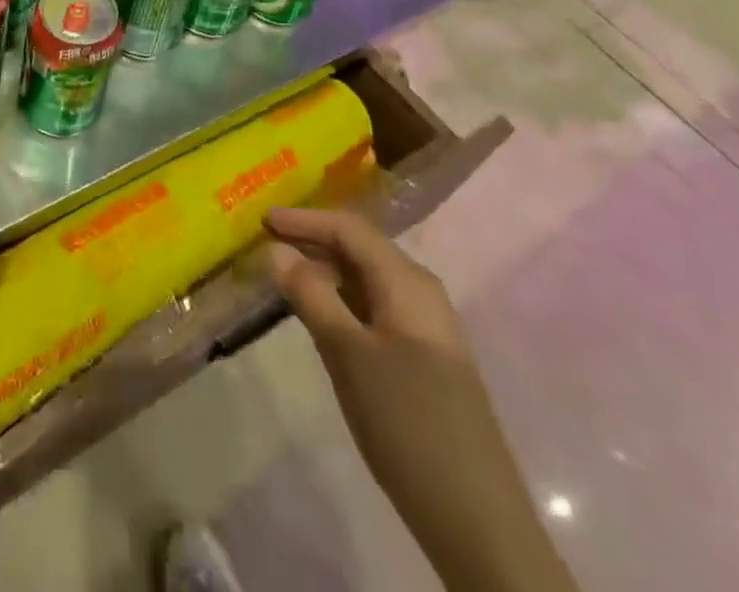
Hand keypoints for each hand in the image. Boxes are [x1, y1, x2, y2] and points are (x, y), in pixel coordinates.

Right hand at [267, 207, 577, 591]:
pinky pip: (374, 306)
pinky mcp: (423, 357)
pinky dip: (341, 299)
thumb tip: (277, 249)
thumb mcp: (347, 354)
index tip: (261, 220)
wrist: (477, 518)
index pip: (349, 228)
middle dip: (312, 240)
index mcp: (407, 282)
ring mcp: (425, 326)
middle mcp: (419, 292)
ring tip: (283, 275)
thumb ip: (311, 295)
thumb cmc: (406, 422)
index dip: (304, 219)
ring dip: (325, 270)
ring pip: (366, 278)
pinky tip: (319, 315)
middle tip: (266, 243)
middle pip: (359, 248)